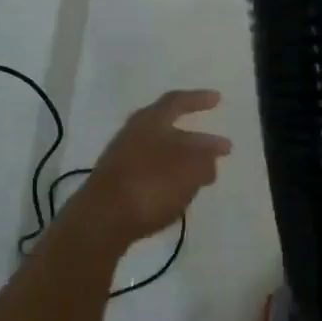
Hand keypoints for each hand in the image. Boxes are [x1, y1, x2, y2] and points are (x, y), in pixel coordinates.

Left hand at [74, 90, 231, 248]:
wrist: (101, 220)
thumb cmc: (151, 184)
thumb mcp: (190, 169)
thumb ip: (205, 159)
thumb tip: (210, 157)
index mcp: (150, 120)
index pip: (177, 101)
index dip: (199, 99)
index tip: (217, 100)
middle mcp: (134, 134)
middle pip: (170, 130)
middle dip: (196, 141)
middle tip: (220, 150)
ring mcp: (122, 160)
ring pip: (160, 154)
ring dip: (183, 163)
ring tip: (203, 178)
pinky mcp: (116, 187)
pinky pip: (149, 175)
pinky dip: (167, 180)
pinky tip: (177, 195)